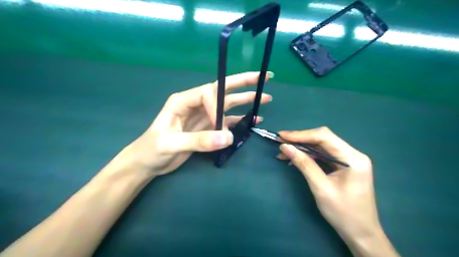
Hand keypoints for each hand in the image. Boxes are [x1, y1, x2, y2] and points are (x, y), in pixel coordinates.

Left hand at [108, 71, 270, 176]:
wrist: (147, 163)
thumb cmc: (152, 149)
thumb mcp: (171, 144)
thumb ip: (198, 140)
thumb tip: (228, 138)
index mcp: (183, 100)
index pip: (208, 93)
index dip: (219, 105)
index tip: (221, 124)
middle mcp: (196, 104)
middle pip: (223, 90)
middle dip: (243, 83)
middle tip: (264, 78)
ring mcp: (203, 116)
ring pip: (227, 105)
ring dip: (246, 101)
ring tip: (265, 98)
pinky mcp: (207, 128)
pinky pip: (227, 122)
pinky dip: (240, 121)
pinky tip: (253, 120)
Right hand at [280, 127, 384, 243]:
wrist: (360, 233)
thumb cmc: (343, 213)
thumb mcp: (321, 188)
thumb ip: (304, 164)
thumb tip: (285, 147)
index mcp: (353, 158)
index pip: (324, 137)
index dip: (301, 134)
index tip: (282, 136)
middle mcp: (352, 154)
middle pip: (323, 139)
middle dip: (300, 139)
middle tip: (280, 141)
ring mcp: (348, 160)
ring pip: (321, 146)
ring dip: (302, 147)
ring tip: (284, 151)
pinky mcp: (343, 166)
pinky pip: (323, 155)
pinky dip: (308, 155)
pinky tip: (295, 158)